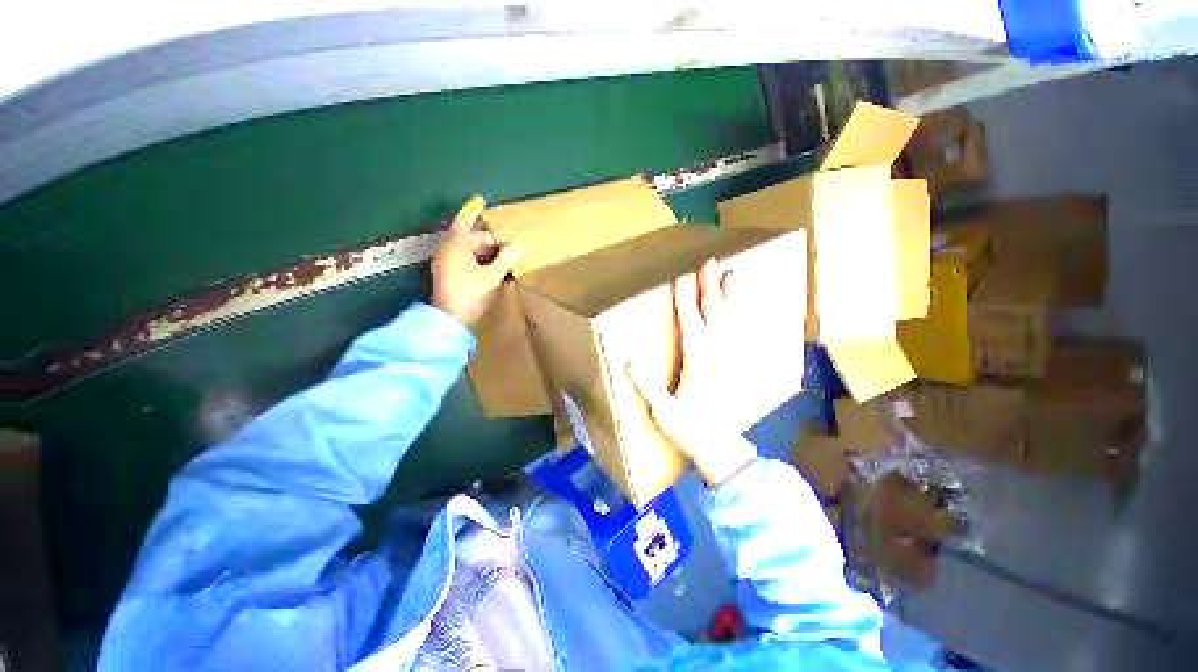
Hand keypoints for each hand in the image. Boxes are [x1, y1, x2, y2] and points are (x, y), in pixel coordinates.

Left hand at [432, 195, 524, 326]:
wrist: (450, 320)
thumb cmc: (470, 294)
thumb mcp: (492, 276)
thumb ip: (507, 259)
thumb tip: (520, 244)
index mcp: (456, 246)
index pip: (464, 221)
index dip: (473, 210)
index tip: (481, 199)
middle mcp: (448, 251)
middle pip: (471, 238)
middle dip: (489, 242)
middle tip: (508, 251)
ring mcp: (446, 264)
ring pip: (469, 251)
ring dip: (486, 254)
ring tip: (504, 264)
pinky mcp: (448, 276)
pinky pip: (466, 261)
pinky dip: (479, 262)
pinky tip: (492, 272)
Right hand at [629, 258, 756, 485]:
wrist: (720, 447)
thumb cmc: (688, 429)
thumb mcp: (663, 413)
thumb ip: (649, 388)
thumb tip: (629, 362)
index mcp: (698, 364)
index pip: (691, 325)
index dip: (686, 301)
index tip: (683, 277)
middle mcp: (717, 356)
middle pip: (715, 316)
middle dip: (712, 289)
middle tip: (712, 264)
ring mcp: (732, 359)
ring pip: (734, 322)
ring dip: (733, 298)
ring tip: (734, 275)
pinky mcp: (739, 365)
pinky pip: (745, 336)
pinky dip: (748, 318)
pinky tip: (750, 307)